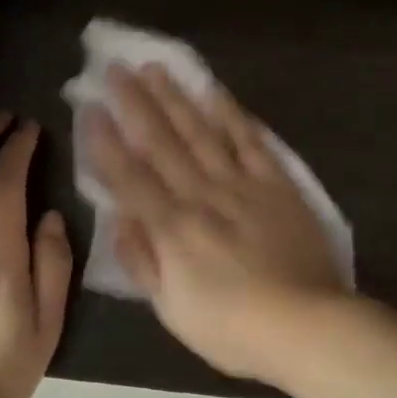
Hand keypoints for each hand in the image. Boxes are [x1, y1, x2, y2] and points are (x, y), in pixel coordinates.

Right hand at [84, 65, 348, 385]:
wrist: (307, 325)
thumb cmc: (233, 328)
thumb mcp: (172, 310)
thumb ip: (142, 261)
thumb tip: (119, 219)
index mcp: (172, 229)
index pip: (129, 177)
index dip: (106, 142)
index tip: (89, 108)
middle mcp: (201, 196)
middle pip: (162, 143)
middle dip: (135, 104)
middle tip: (115, 70)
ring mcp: (241, 185)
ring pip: (201, 133)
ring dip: (176, 99)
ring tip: (156, 69)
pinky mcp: (276, 184)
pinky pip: (251, 141)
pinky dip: (232, 114)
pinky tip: (215, 92)